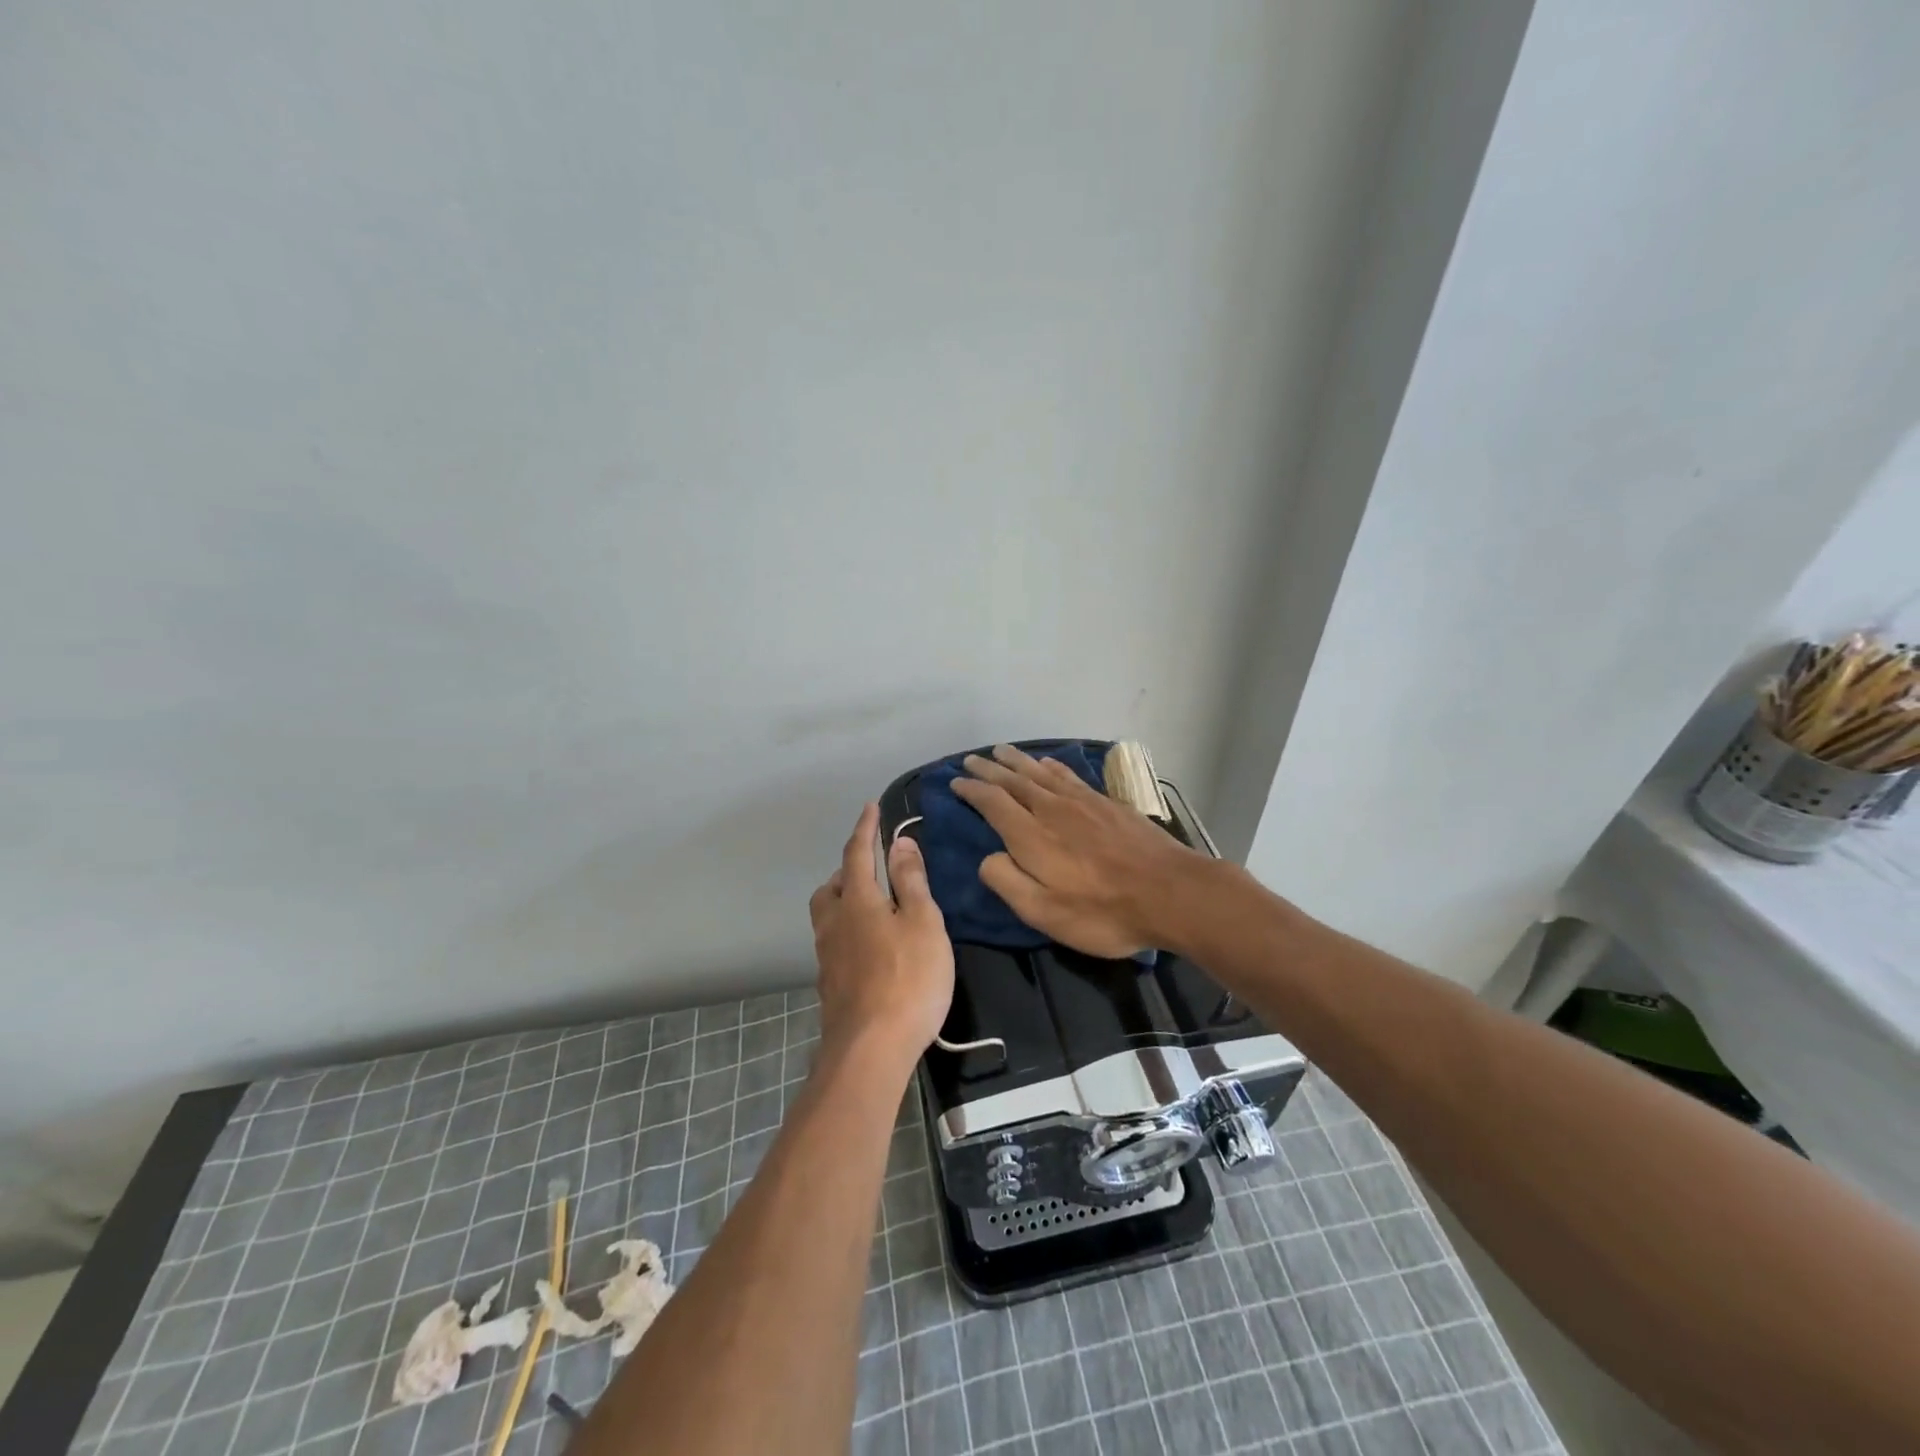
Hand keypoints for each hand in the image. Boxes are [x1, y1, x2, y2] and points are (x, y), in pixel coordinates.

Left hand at [808, 803, 954, 1070]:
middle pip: (831, 888)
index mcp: (857, 902)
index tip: (871, 807)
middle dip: (849, 871)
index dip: (865, 829)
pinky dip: (848, 933)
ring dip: (844, 903)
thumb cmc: (908, 980)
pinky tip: (871, 950)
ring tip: (873, 909)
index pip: (857, 854)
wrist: (871, 1050)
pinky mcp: (830, 987)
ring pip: (828, 917)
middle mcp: (834, 924)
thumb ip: (911, 881)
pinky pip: (834, 944)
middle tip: (873, 870)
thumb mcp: (923, 923)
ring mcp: (827, 958)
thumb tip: (899, 842)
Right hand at [953, 744, 1215, 957]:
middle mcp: (1052, 809)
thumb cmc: (1102, 912)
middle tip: (971, 759)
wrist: (1171, 893)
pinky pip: (1069, 775)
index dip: (972, 790)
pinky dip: (1052, 766)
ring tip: (1001, 750)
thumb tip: (988, 856)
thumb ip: (1007, 881)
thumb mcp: (1043, 912)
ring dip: (1017, 760)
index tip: (955, 781)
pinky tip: (1048, 763)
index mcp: (1030, 835)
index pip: (992, 802)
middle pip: (1014, 780)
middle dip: (989, 769)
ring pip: (1041, 772)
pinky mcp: (1107, 804)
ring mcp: (1083, 802)